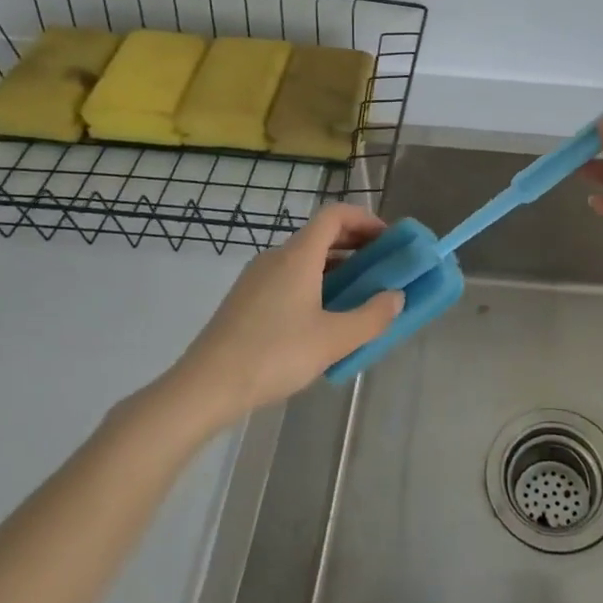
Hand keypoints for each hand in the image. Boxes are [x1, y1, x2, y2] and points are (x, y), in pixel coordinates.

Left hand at [164, 204, 403, 429]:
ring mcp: (256, 279)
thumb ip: (372, 317)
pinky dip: (315, 284)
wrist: (205, 387)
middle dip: (356, 245)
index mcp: (298, 256)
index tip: (389, 240)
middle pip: (320, 235)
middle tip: (381, 268)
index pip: (335, 215)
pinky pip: (289, 278)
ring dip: (336, 267)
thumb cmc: (274, 355)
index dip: (365, 219)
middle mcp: (276, 258)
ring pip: (304, 259)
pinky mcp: (246, 300)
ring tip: (358, 296)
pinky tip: (322, 319)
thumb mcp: (333, 340)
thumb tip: (396, 297)